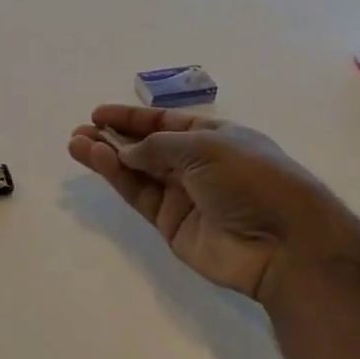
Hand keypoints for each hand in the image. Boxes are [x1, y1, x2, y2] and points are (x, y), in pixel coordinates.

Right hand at [67, 106, 359, 304]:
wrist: (284, 244)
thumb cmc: (252, 179)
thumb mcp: (206, 146)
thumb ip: (159, 147)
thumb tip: (126, 151)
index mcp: (214, 137)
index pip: (165, 122)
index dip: (132, 118)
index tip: (98, 114)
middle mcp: (196, 164)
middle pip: (147, 146)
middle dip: (113, 137)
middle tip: (80, 130)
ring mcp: (183, 196)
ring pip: (137, 171)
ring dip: (107, 156)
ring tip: (75, 143)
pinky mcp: (172, 225)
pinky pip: (140, 195)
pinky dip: (117, 178)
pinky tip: (97, 161)